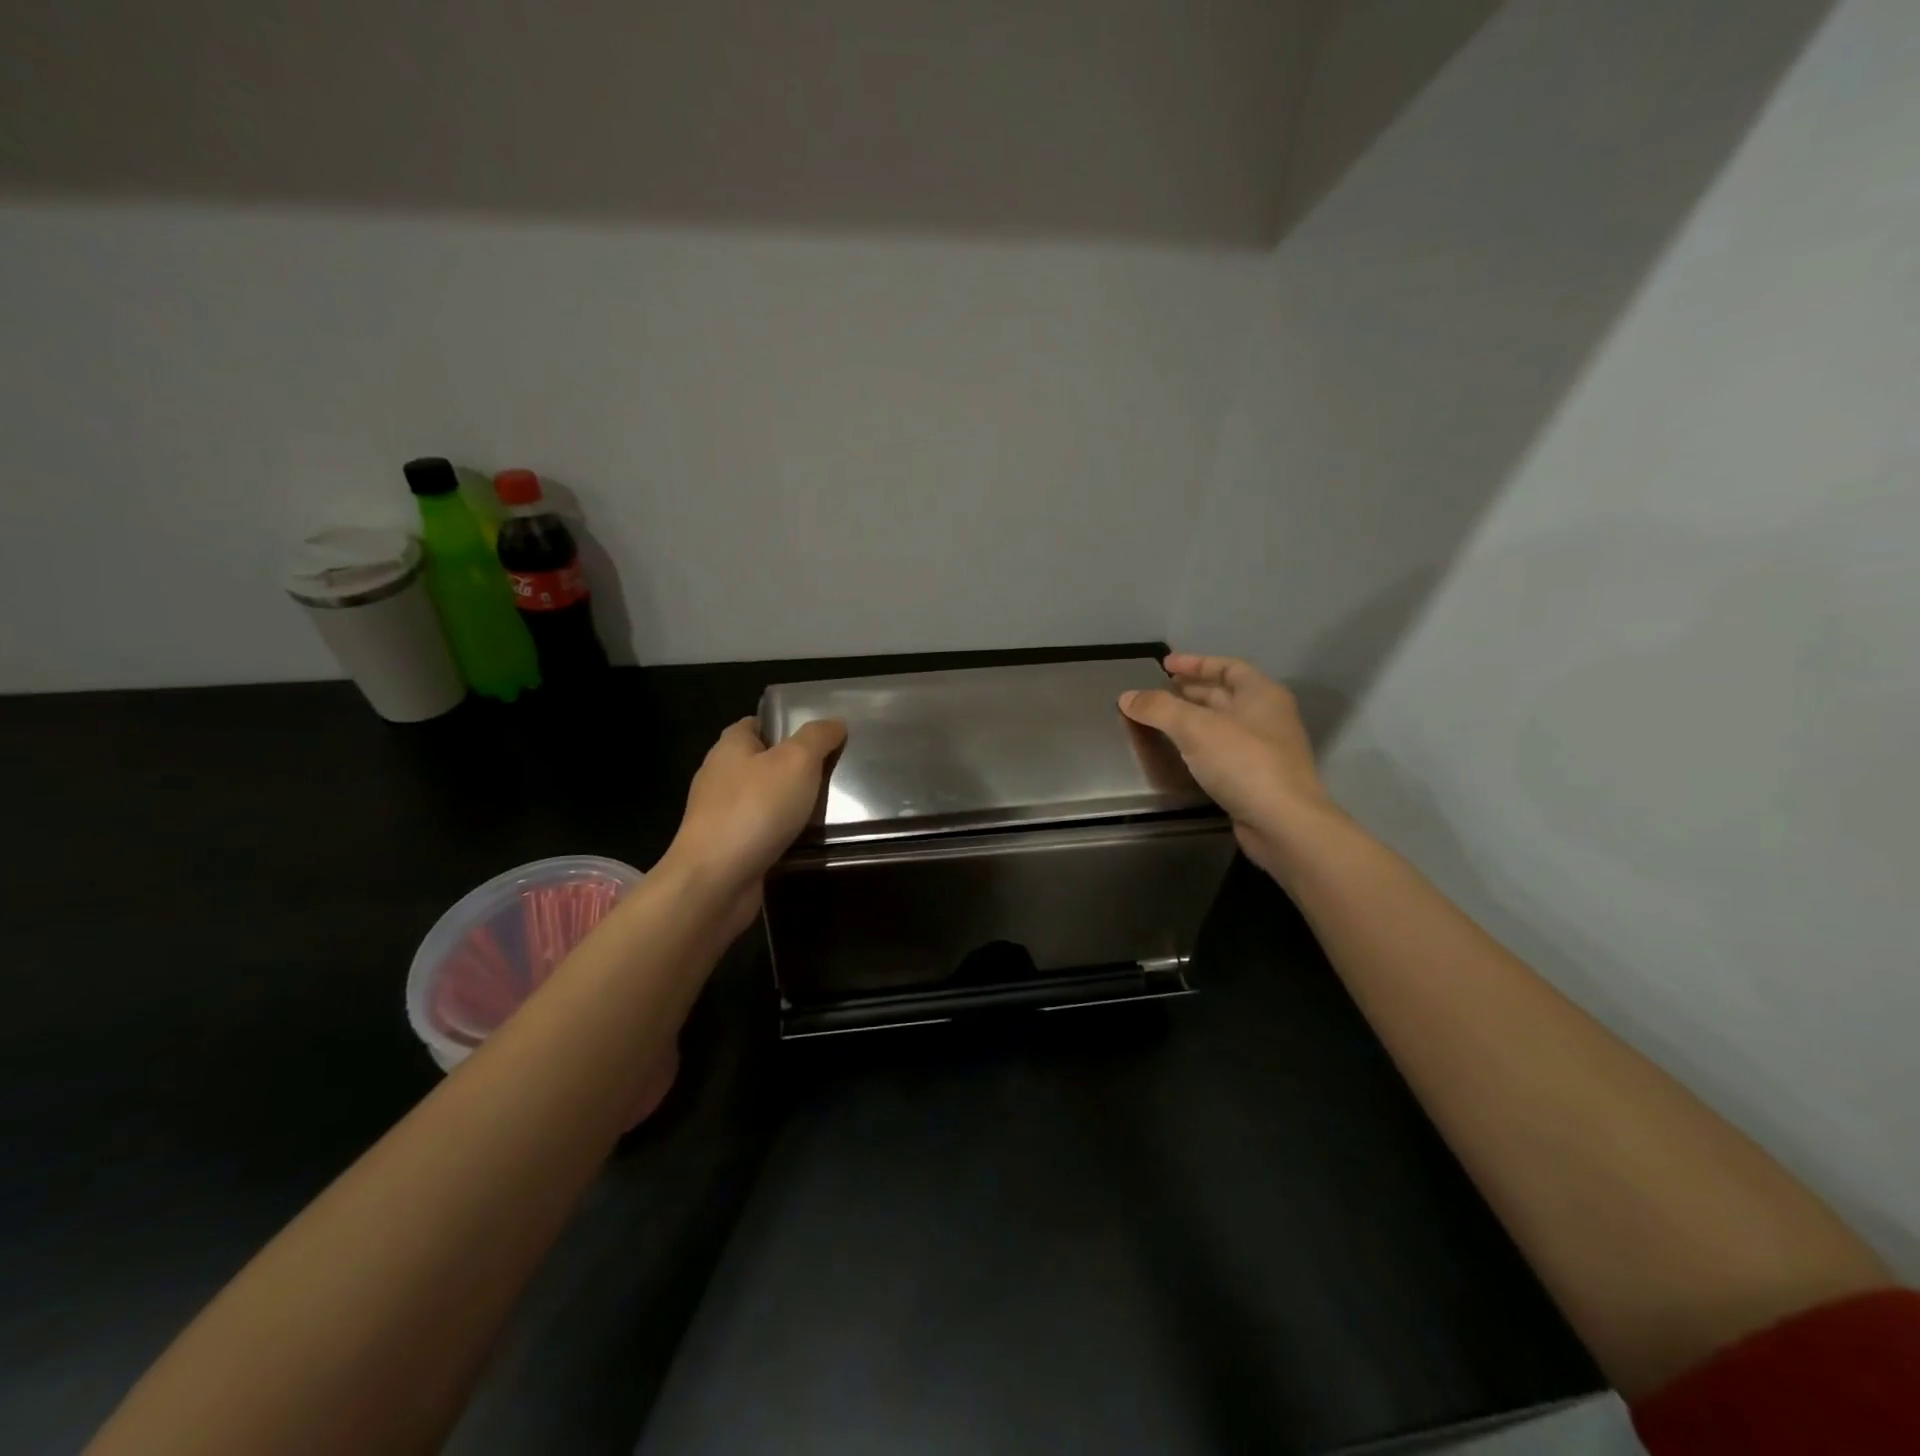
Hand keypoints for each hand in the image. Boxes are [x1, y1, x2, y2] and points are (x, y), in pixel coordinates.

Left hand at [664, 716, 846, 937]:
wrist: (716, 880)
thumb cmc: (755, 809)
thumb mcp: (797, 761)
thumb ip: (818, 738)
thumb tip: (835, 723)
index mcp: (730, 746)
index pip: (756, 724)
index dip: (785, 725)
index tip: (819, 735)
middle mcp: (720, 776)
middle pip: (762, 761)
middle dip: (794, 766)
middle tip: (832, 770)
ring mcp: (719, 814)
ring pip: (763, 798)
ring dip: (790, 801)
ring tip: (826, 805)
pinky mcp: (726, 847)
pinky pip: (760, 829)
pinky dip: (781, 831)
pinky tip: (805, 837)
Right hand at [1119, 653, 1344, 883]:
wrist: (1283, 823)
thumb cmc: (1244, 763)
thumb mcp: (1195, 728)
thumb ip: (1159, 709)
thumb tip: (1126, 697)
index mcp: (1262, 694)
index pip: (1227, 667)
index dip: (1195, 663)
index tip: (1165, 666)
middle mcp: (1268, 717)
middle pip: (1225, 695)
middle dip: (1191, 691)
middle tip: (1158, 693)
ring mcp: (1266, 749)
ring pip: (1223, 724)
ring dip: (1194, 719)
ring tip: (1162, 721)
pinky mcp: (1258, 779)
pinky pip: (1224, 751)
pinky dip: (1201, 746)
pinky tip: (1181, 754)